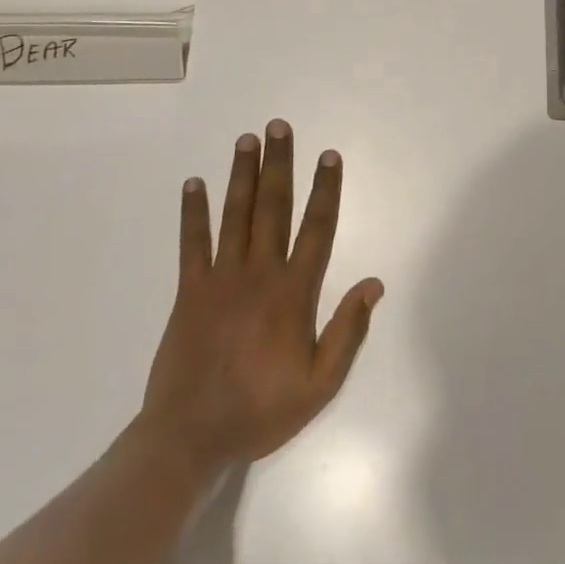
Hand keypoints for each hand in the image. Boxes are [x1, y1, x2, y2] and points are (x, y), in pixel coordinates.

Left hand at [139, 120, 382, 473]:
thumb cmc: (261, 410)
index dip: (325, 189)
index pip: (316, 228)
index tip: (328, 155)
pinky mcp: (190, 290)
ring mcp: (221, 278)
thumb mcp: (319, 384)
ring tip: (247, 139)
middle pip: (273, 207)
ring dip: (242, 174)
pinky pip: (192, 243)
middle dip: (278, 164)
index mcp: (294, 292)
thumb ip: (348, 331)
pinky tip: (193, 184)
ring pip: (235, 215)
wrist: (190, 437)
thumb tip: (374, 283)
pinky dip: (193, 212)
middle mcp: (259, 273)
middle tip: (279, 126)